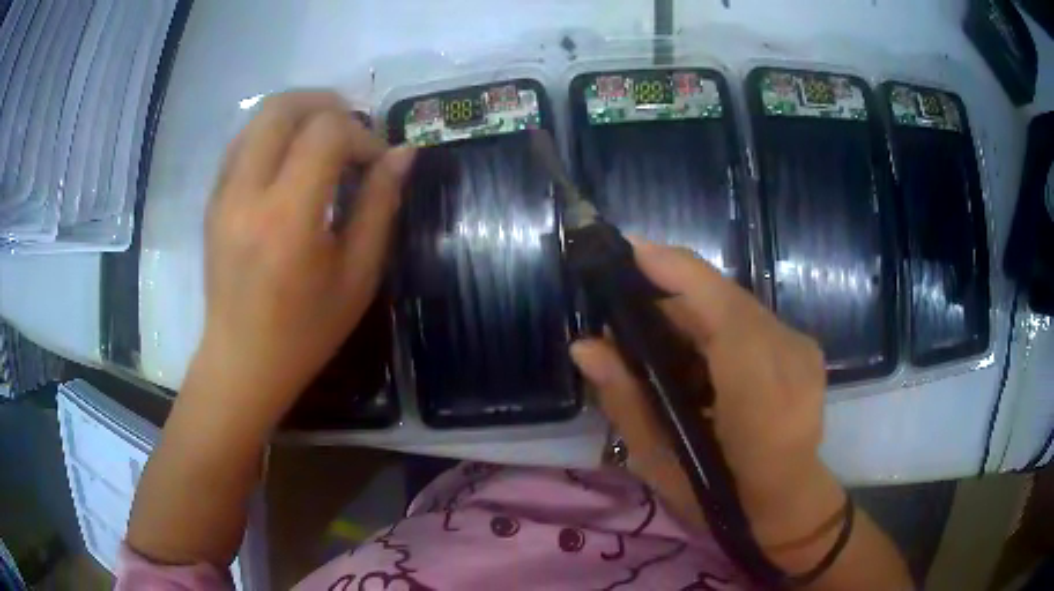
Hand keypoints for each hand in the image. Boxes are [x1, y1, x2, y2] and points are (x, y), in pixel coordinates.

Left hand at [193, 91, 414, 432]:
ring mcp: (223, 193)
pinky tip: (292, 159)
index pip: (327, 134)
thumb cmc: (305, 331)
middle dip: (326, 104)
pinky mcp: (213, 199)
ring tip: (325, 137)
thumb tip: (403, 154)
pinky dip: (274, 133)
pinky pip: (243, 141)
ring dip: (299, 113)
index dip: (362, 135)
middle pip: (283, 107)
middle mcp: (247, 193)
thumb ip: (379, 206)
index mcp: (287, 218)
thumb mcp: (357, 276)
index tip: (376, 161)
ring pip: (258, 117)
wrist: (241, 361)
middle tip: (353, 126)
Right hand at [571, 238, 844, 544]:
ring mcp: (802, 348)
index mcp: (759, 386)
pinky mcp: (804, 350)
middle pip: (723, 298)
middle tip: (622, 313)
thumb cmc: (723, 499)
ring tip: (650, 338)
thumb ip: (626, 400)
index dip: (671, 268)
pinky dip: (716, 328)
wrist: (789, 506)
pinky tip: (691, 354)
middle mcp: (788, 352)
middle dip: (670, 294)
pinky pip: (751, 322)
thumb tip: (585, 347)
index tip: (624, 250)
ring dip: (691, 314)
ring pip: (735, 308)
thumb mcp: (663, 464)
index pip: (717, 302)